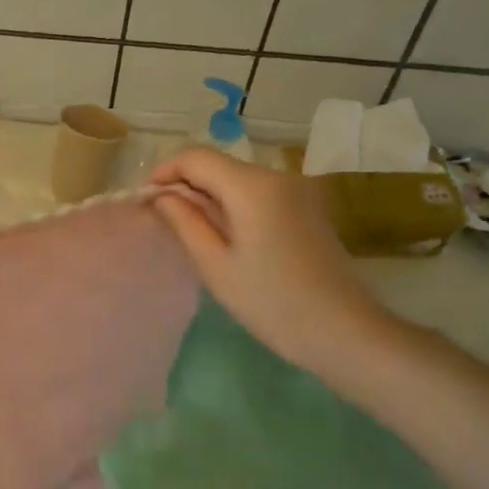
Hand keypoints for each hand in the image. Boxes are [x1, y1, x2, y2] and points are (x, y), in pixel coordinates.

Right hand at [149, 148, 390, 370]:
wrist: (344, 331)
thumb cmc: (271, 302)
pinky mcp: (307, 207)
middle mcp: (276, 176)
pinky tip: (225, 236)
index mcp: (251, 186)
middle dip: (185, 184)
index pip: (195, 157)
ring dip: (208, 195)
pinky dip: (233, 204)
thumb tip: (161, 196)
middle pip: (217, 165)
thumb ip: (184, 221)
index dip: (164, 172)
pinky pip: (258, 193)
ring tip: (190, 231)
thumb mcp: (215, 264)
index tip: (144, 200)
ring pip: (237, 178)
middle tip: (162, 219)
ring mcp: (297, 190)